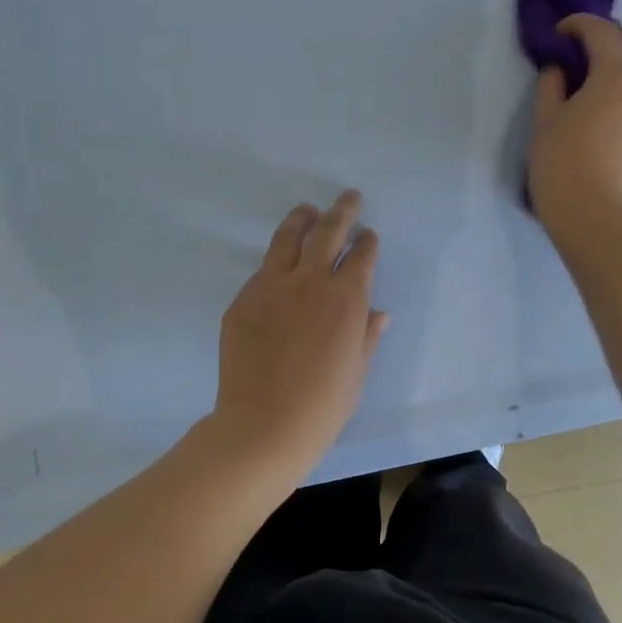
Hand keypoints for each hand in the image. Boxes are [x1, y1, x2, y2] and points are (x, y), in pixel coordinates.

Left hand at [209, 190, 389, 477]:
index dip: (367, 242)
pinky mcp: (243, 300)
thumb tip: (378, 313)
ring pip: (288, 239)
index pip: (361, 256)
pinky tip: (280, 265)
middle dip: (342, 211)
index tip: (369, 235)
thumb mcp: (356, 371)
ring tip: (308, 210)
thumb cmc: (323, 405)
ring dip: (302, 220)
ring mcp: (271, 287)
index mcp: (346, 298)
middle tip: (349, 197)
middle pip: (328, 232)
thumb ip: (367, 335)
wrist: (264, 424)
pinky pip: (263, 270)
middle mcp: (310, 282)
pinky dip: (277, 261)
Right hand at [527, 14, 621, 245]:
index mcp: (616, 76)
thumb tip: (558, 69)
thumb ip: (551, 86)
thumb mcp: (544, 121)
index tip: (562, 34)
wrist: (594, 215)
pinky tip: (621, 121)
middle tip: (603, 55)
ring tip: (621, 91)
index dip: (580, 24)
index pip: (603, 32)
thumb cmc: (562, 164)